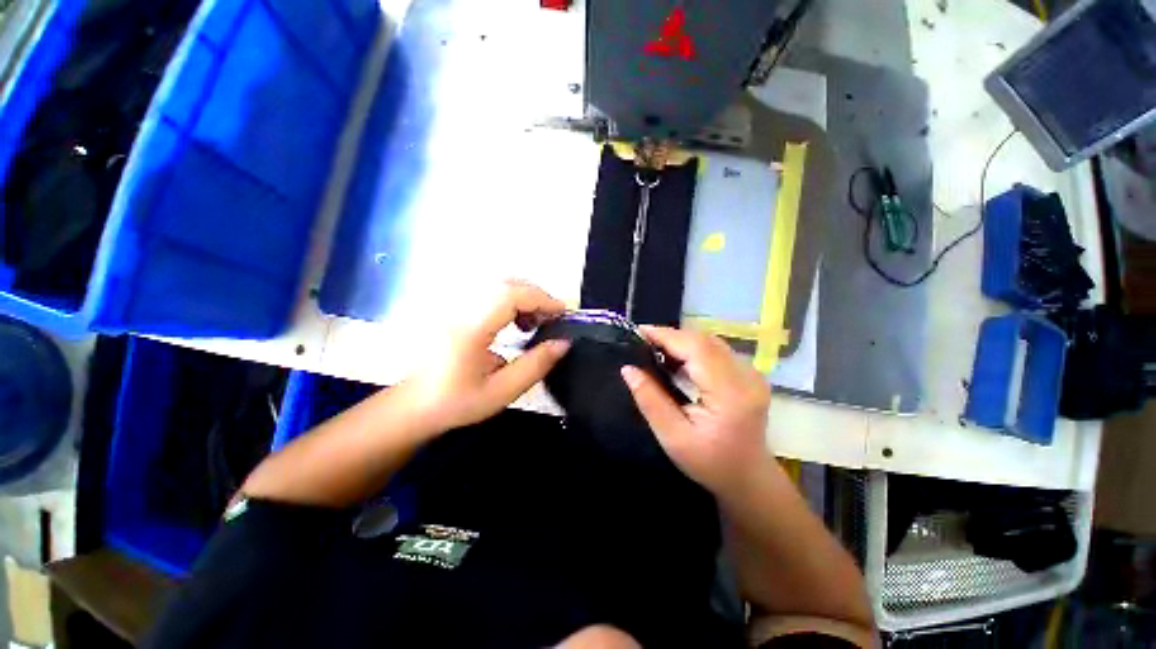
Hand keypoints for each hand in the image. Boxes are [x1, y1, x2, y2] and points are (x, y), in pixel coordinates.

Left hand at [400, 281, 569, 434]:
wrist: (413, 405)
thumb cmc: (455, 402)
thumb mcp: (501, 391)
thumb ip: (535, 365)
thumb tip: (563, 343)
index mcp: (470, 329)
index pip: (510, 295)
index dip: (541, 299)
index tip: (562, 312)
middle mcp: (461, 309)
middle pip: (506, 283)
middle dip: (536, 296)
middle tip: (552, 319)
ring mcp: (456, 306)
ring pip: (498, 285)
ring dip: (524, 297)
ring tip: (535, 323)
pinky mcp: (455, 308)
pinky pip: (489, 293)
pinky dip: (511, 300)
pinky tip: (516, 321)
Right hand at [620, 326, 770, 495]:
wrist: (748, 478)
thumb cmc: (710, 464)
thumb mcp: (673, 437)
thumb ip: (650, 400)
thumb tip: (628, 369)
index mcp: (730, 393)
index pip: (696, 349)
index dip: (666, 336)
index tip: (639, 331)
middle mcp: (746, 376)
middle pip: (704, 341)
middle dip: (671, 336)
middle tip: (642, 340)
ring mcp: (751, 373)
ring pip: (710, 342)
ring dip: (681, 341)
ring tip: (655, 348)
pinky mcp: (749, 374)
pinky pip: (716, 350)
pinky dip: (693, 348)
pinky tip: (676, 359)